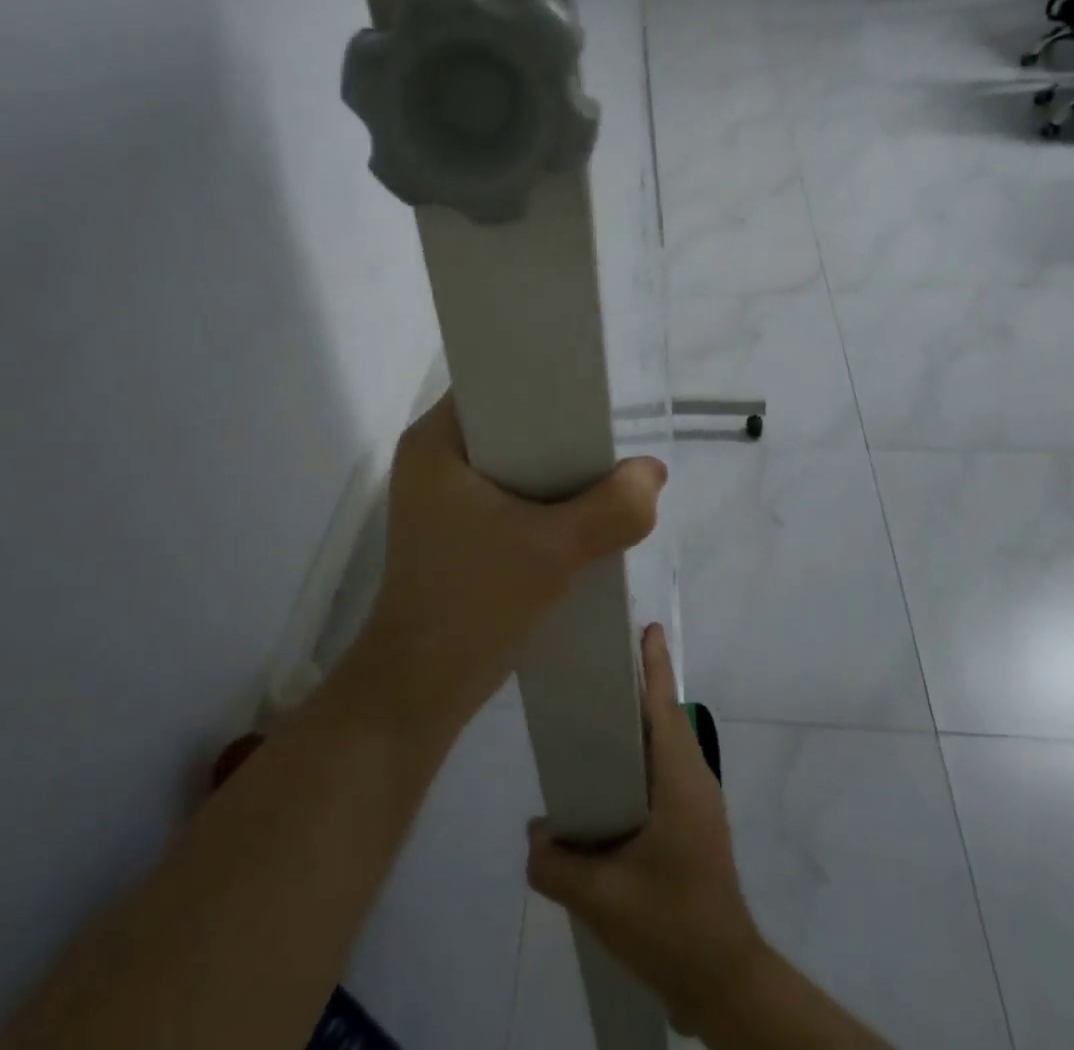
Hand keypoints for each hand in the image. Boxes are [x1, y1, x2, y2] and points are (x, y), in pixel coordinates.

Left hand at [355, 393, 666, 739]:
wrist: (421, 690)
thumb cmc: (473, 605)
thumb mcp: (554, 552)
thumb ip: (614, 509)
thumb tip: (652, 474)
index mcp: (434, 441)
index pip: (494, 384)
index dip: (544, 383)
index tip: (591, 400)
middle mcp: (430, 458)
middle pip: (508, 423)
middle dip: (559, 434)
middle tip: (606, 443)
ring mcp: (437, 496)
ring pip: (511, 462)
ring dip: (553, 472)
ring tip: (599, 476)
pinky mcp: (451, 528)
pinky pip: (505, 493)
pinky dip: (539, 500)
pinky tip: (574, 515)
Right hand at [526, 624, 766, 1036]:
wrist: (722, 981)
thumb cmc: (669, 924)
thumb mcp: (601, 899)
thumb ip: (556, 862)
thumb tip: (535, 831)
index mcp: (679, 781)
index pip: (664, 706)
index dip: (654, 665)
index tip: (644, 627)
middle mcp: (694, 780)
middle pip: (664, 717)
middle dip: (639, 685)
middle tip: (599, 665)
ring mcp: (698, 804)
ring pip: (665, 745)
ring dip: (638, 724)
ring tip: (595, 719)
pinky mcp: (694, 825)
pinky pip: (664, 772)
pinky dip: (639, 758)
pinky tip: (608, 782)